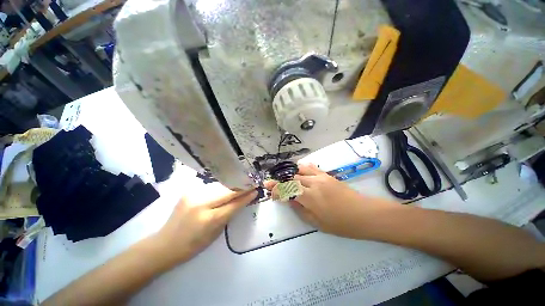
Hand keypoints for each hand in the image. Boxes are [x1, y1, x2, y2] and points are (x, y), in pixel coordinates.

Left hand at [156, 189, 257, 264]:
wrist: (165, 243)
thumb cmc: (192, 245)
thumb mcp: (215, 234)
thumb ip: (229, 215)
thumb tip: (241, 201)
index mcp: (209, 219)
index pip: (233, 204)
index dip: (246, 196)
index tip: (255, 189)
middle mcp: (201, 203)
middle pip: (227, 191)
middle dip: (241, 187)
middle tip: (251, 184)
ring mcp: (194, 194)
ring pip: (220, 186)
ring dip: (231, 186)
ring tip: (240, 185)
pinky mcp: (189, 190)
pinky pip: (211, 187)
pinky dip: (220, 187)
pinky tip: (225, 188)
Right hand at [266, 164, 389, 238]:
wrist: (364, 214)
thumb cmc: (341, 224)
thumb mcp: (317, 223)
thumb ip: (300, 210)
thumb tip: (289, 200)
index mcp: (310, 198)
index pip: (287, 189)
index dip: (276, 189)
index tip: (269, 190)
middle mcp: (313, 184)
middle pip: (292, 179)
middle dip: (281, 182)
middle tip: (275, 185)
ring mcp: (320, 177)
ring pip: (299, 171)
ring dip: (290, 175)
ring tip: (287, 180)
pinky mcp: (326, 175)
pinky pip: (311, 167)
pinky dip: (302, 168)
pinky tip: (299, 171)